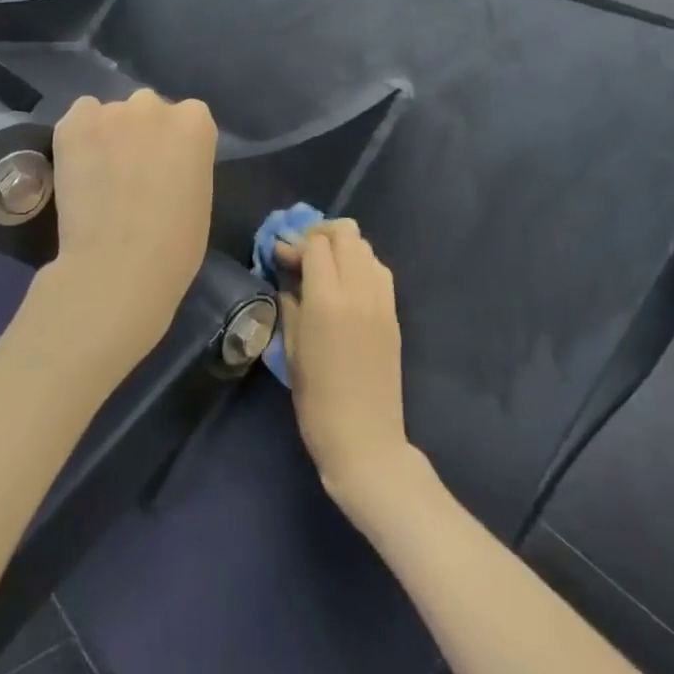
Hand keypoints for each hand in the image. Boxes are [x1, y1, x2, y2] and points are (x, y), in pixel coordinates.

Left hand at [44, 90, 216, 374]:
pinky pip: (79, 118)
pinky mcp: (73, 124)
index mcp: (196, 122)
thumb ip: (184, 165)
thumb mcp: (199, 196)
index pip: (188, 118)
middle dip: (142, 134)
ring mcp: (111, 111)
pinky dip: (79, 138)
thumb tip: (161, 166)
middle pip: (148, 110)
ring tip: (99, 175)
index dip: (174, 146)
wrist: (119, 264)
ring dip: (108, 135)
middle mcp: (155, 105)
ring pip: (110, 115)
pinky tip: (79, 169)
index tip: (166, 171)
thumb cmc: (175, 245)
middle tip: (132, 173)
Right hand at [276, 220, 416, 514]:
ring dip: (342, 248)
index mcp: (327, 300)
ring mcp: (382, 301)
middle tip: (301, 255)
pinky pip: (379, 271)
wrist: (365, 439)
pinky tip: (345, 285)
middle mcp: (359, 291)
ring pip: (366, 248)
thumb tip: (287, 278)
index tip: (278, 256)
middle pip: (346, 234)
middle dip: (320, 235)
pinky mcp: (394, 314)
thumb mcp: (291, 349)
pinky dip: (361, 265)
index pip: (315, 244)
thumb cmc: (316, 401)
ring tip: (323, 268)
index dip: (294, 243)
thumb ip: (290, 304)